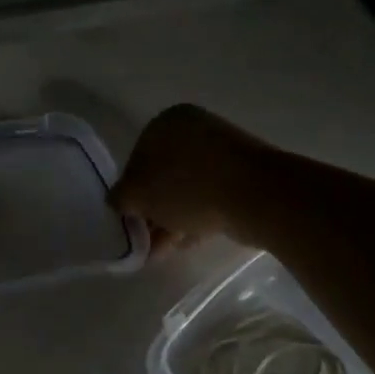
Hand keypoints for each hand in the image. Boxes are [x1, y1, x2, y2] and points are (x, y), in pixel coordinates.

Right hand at [110, 104, 265, 251]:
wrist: (256, 195)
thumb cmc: (188, 186)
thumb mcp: (138, 195)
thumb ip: (120, 197)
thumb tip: (118, 201)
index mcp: (166, 122)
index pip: (136, 158)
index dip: (130, 192)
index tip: (131, 220)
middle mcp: (194, 129)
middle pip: (162, 176)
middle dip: (153, 210)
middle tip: (146, 240)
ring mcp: (222, 151)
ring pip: (186, 189)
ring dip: (171, 219)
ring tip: (162, 251)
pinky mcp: (243, 175)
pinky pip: (210, 197)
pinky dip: (195, 217)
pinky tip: (187, 242)